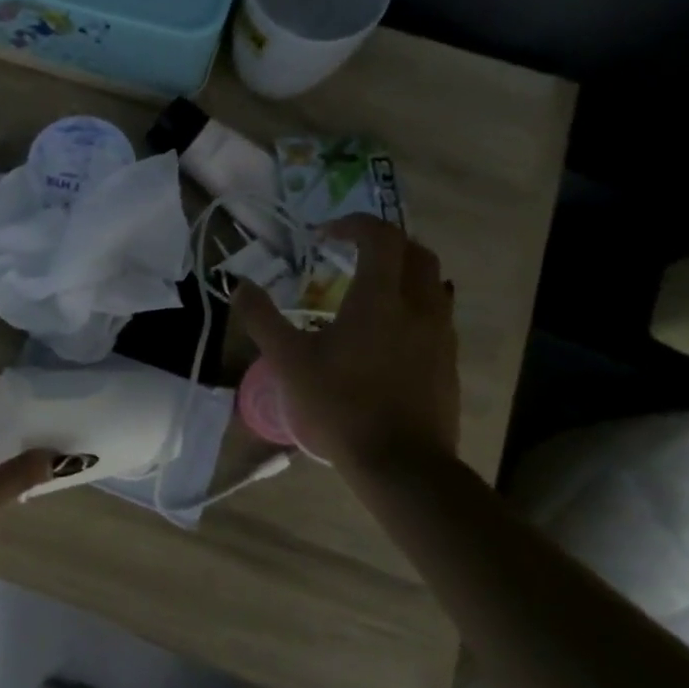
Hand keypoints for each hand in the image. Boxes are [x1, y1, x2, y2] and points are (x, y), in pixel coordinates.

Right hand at [233, 214, 459, 476]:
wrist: (400, 463)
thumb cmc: (340, 406)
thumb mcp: (288, 362)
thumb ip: (262, 319)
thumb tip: (240, 285)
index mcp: (380, 298)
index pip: (379, 237)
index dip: (353, 224)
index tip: (324, 235)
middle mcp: (419, 306)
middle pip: (415, 251)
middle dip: (384, 243)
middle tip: (352, 254)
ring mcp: (440, 334)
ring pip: (432, 283)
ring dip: (403, 273)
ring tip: (371, 291)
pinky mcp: (448, 360)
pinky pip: (437, 315)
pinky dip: (413, 306)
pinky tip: (389, 333)